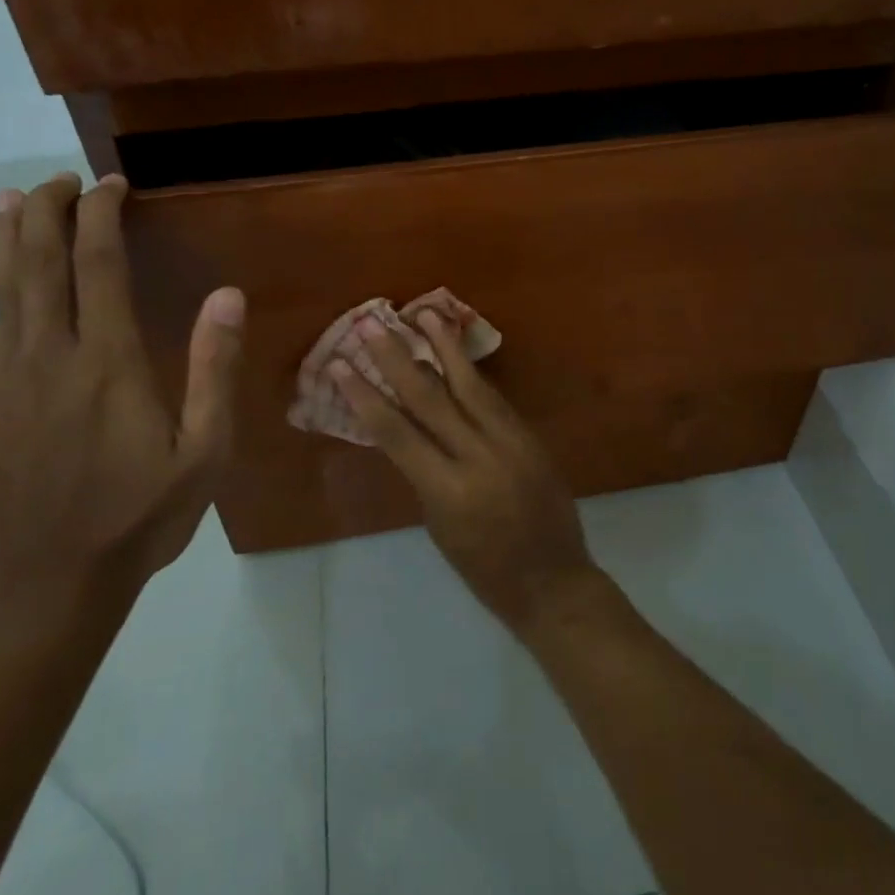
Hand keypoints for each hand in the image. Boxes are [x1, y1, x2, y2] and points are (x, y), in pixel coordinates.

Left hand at [0, 172, 245, 590]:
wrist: (51, 583)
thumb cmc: (142, 515)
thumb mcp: (205, 449)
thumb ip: (214, 368)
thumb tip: (227, 295)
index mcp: (111, 360)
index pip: (100, 263)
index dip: (103, 214)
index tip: (112, 184)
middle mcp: (51, 355)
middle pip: (41, 262)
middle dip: (50, 210)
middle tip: (62, 179)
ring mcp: (2, 380)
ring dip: (4, 238)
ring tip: (11, 199)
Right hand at [330, 312, 600, 631]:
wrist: (553, 581)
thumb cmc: (485, 570)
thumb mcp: (440, 527)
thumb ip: (424, 475)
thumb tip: (408, 430)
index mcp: (447, 491)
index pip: (397, 433)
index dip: (365, 396)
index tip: (340, 365)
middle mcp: (478, 457)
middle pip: (430, 398)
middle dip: (397, 358)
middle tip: (372, 324)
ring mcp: (510, 442)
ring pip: (470, 385)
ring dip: (444, 347)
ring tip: (423, 314)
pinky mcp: (530, 437)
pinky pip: (495, 399)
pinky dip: (473, 373)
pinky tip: (459, 352)